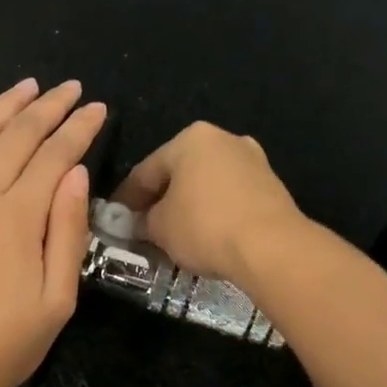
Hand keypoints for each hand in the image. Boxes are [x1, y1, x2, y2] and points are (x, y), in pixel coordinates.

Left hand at [0, 78, 106, 386]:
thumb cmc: (7, 341)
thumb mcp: (59, 298)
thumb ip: (68, 230)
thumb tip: (77, 173)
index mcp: (19, 216)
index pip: (55, 155)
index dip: (79, 128)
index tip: (98, 108)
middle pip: (17, 136)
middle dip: (48, 106)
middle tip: (71, 88)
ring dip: (6, 107)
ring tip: (29, 86)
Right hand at [114, 121, 306, 283]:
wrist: (272, 247)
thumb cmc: (205, 227)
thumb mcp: (160, 228)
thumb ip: (142, 221)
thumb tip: (135, 224)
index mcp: (190, 139)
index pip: (145, 170)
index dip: (126, 199)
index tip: (114, 221)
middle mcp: (223, 139)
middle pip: (178, 173)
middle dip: (159, 201)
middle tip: (143, 229)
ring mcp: (252, 160)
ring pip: (205, 184)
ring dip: (187, 207)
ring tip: (174, 236)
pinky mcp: (271, 185)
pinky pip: (229, 197)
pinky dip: (213, 212)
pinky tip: (205, 236)